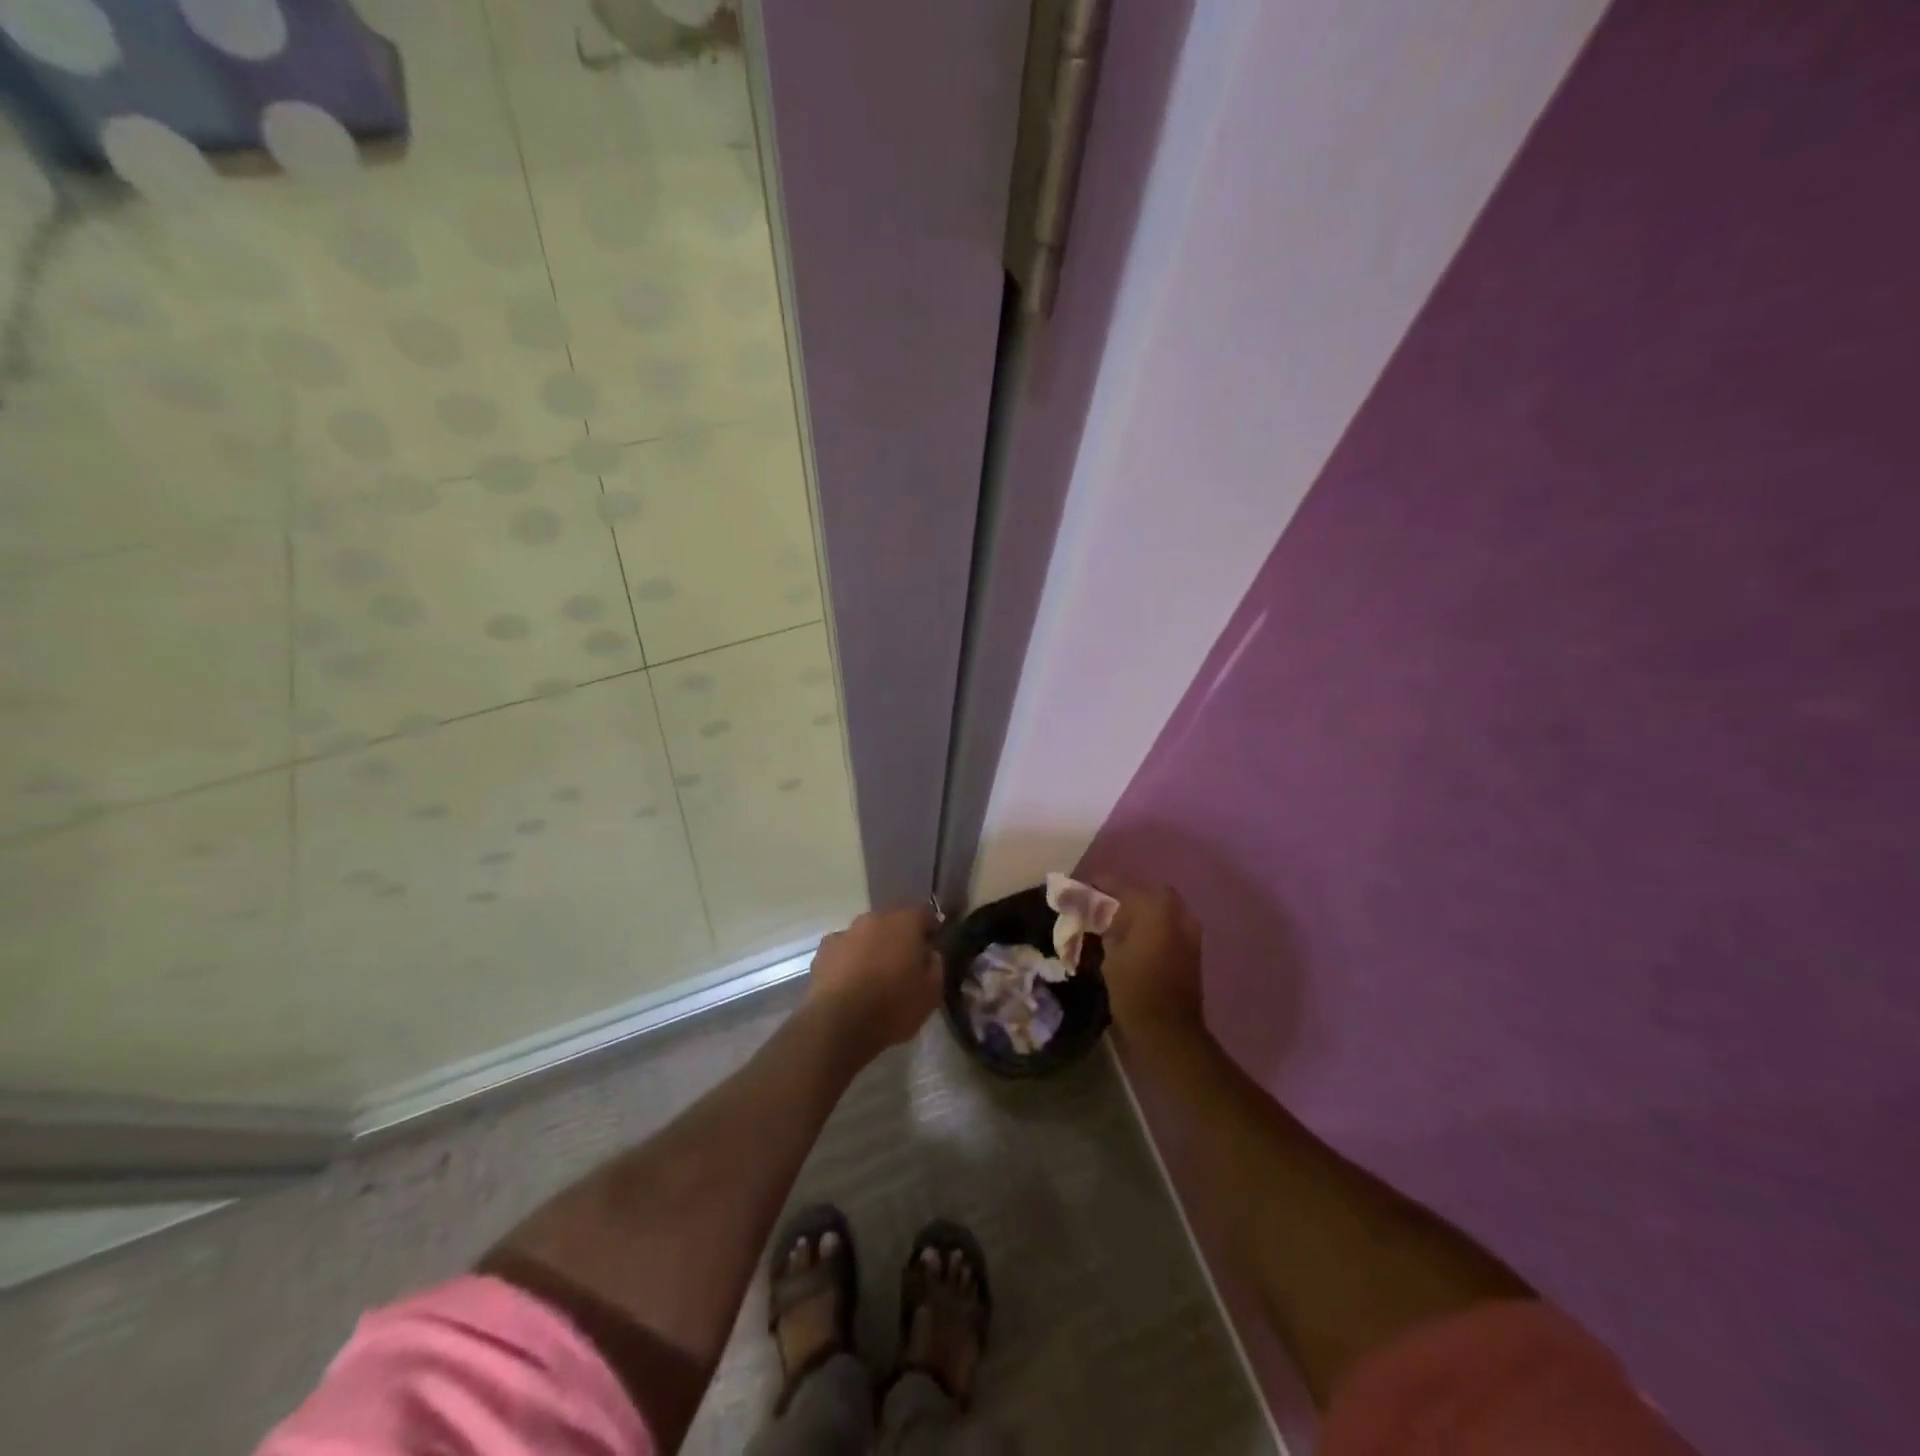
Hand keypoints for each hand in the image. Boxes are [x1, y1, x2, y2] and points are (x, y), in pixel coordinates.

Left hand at [807, 903, 942, 1059]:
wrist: (838, 1025)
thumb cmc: (892, 1008)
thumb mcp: (931, 994)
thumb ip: (936, 966)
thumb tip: (930, 954)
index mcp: (904, 923)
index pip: (924, 912)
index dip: (930, 928)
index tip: (932, 947)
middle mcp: (874, 919)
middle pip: (892, 921)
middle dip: (899, 938)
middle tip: (903, 964)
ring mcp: (845, 932)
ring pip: (866, 934)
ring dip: (872, 947)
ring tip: (874, 976)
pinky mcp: (823, 951)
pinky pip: (843, 949)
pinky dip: (849, 959)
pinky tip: (850, 982)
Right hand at [1099, 885, 1205, 1043]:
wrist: (1169, 1029)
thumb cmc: (1134, 989)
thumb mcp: (1111, 954)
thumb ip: (1108, 926)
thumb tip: (1103, 915)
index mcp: (1154, 908)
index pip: (1122, 885)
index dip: (1101, 884)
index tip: (1084, 885)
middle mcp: (1177, 912)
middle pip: (1147, 892)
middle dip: (1126, 894)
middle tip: (1105, 905)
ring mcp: (1189, 930)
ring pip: (1162, 907)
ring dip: (1142, 909)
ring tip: (1119, 921)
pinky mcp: (1193, 948)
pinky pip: (1170, 923)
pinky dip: (1154, 924)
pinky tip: (1135, 936)